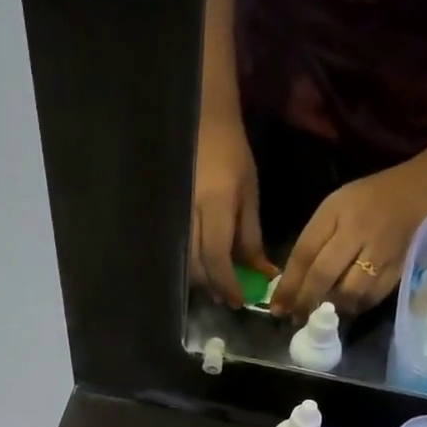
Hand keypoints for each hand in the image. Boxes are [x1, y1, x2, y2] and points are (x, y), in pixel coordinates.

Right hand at [191, 116, 272, 306]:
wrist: (201, 124)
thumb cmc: (231, 155)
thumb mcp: (249, 194)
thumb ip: (251, 236)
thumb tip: (261, 273)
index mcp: (214, 204)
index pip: (217, 256)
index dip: (228, 284)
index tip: (240, 302)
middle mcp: (188, 212)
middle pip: (194, 265)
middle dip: (213, 285)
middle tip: (231, 295)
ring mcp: (172, 214)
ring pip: (182, 261)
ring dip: (201, 278)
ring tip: (219, 282)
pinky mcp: (165, 216)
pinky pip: (175, 249)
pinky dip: (190, 263)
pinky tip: (203, 265)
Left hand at [273, 146, 426, 317]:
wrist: (426, 188)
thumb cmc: (372, 197)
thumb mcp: (336, 206)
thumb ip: (315, 239)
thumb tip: (293, 281)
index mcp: (337, 211)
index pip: (305, 253)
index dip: (288, 284)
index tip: (276, 306)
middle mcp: (359, 231)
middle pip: (324, 275)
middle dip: (305, 302)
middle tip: (293, 318)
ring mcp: (382, 251)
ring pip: (349, 291)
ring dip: (330, 308)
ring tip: (318, 316)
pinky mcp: (401, 267)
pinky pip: (373, 297)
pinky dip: (355, 307)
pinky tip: (345, 309)